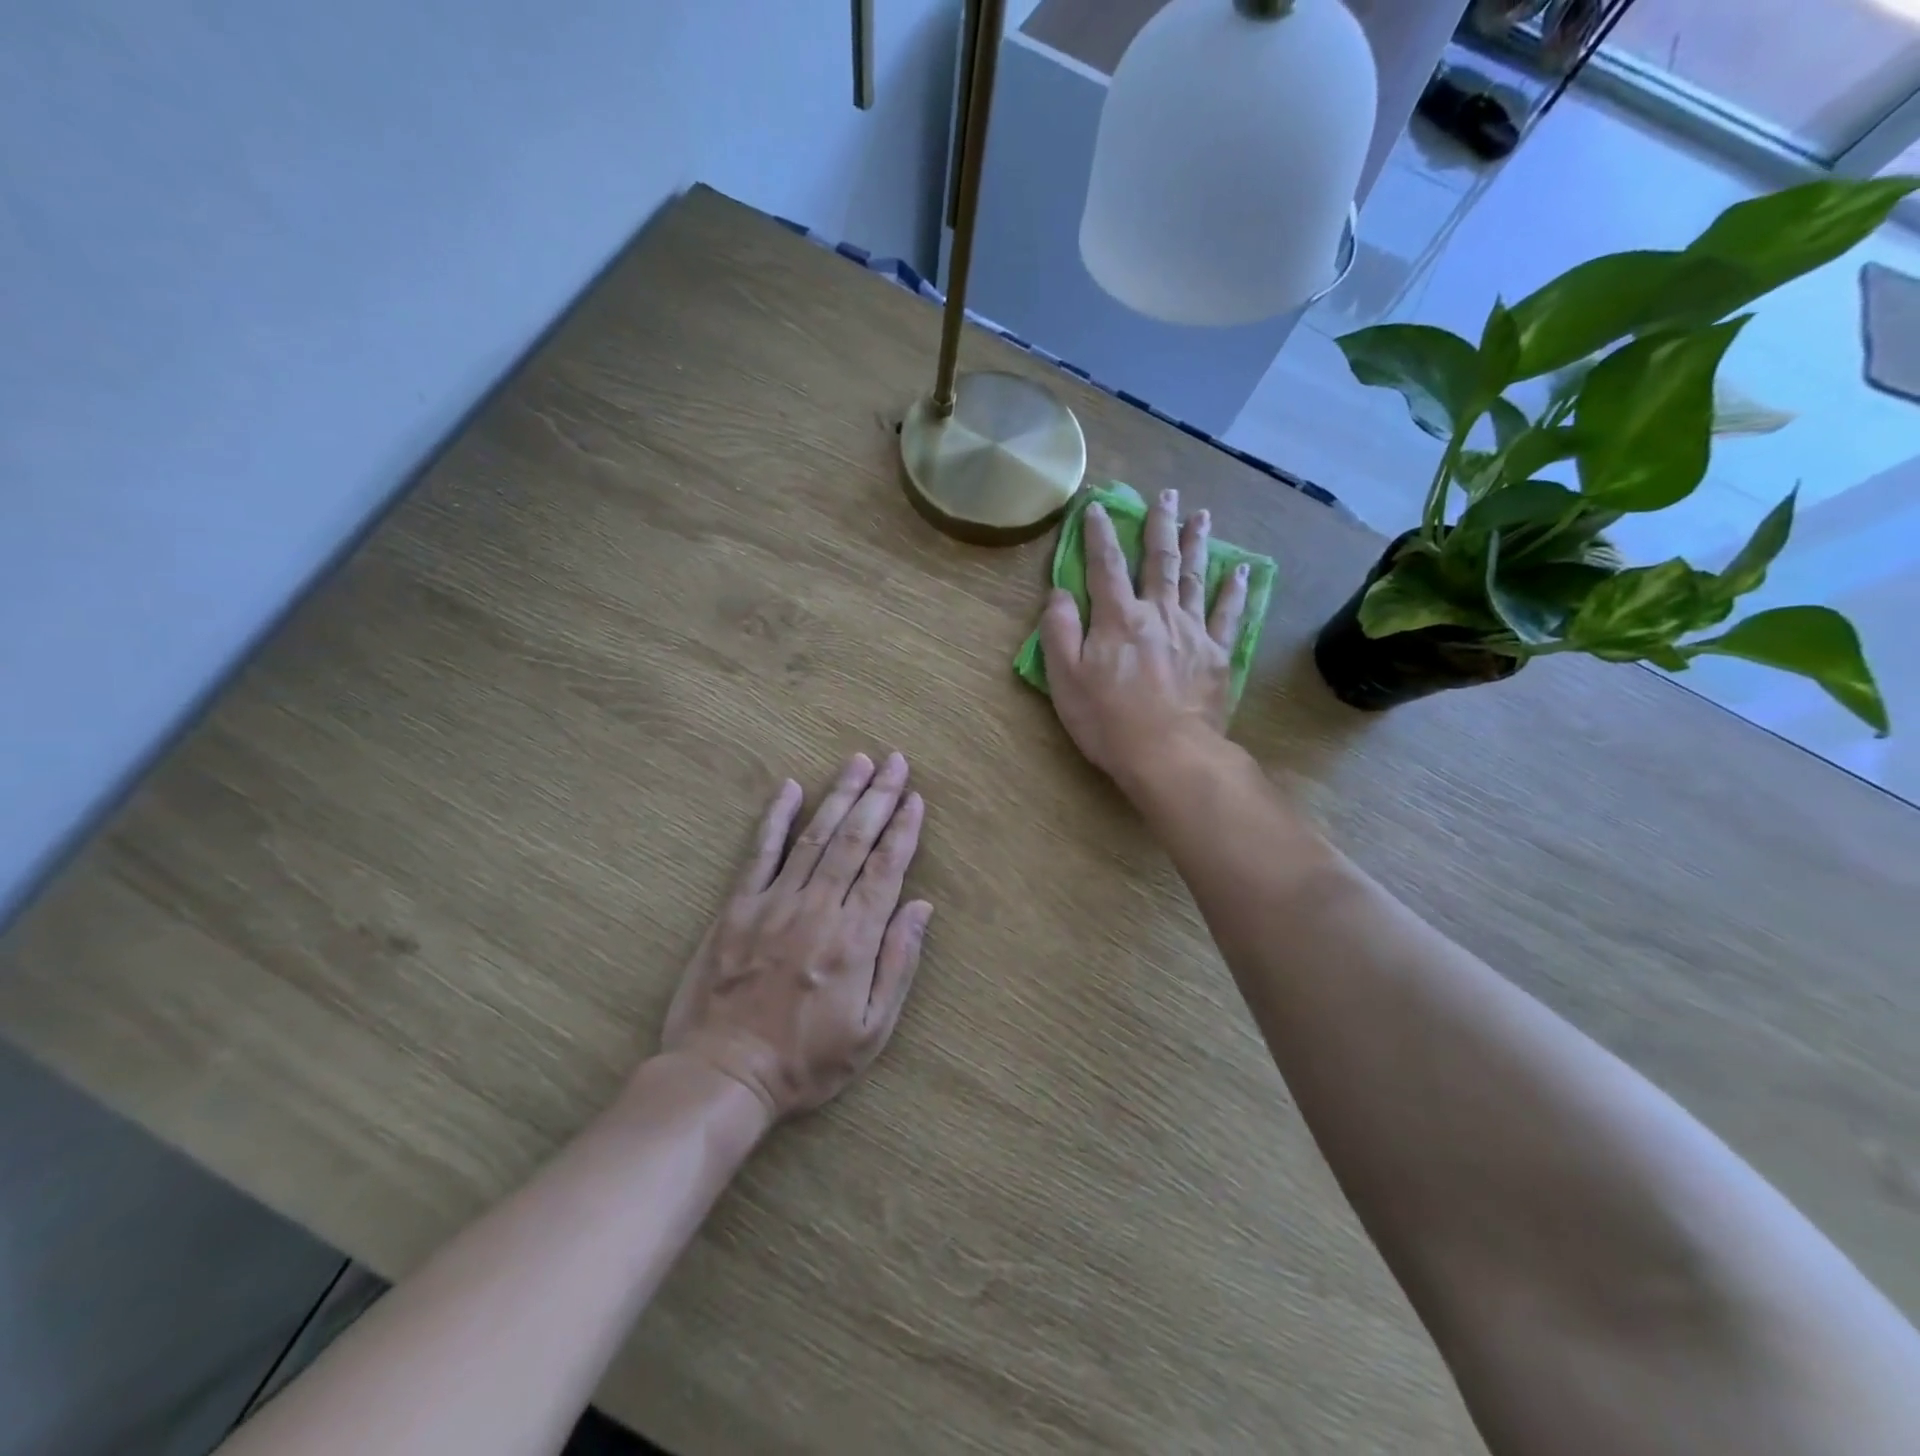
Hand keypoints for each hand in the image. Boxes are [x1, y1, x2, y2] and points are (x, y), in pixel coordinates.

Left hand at [660, 753, 932, 1121]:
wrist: (723, 1075)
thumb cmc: (806, 1061)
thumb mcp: (871, 1031)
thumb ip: (898, 964)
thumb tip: (921, 908)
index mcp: (854, 939)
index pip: (886, 868)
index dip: (903, 829)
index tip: (915, 796)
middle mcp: (817, 909)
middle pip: (854, 840)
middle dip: (878, 796)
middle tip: (895, 760)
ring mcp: (774, 903)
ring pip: (814, 836)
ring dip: (839, 795)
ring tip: (858, 762)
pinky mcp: (737, 907)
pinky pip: (759, 853)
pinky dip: (775, 818)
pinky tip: (789, 788)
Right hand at [1040, 489, 1247, 791]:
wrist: (1168, 754)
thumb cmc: (1107, 720)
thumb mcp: (1065, 678)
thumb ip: (1059, 630)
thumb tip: (1059, 592)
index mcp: (1117, 618)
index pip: (1105, 565)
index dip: (1099, 533)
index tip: (1098, 506)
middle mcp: (1157, 613)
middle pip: (1159, 560)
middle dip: (1159, 525)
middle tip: (1166, 495)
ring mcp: (1192, 631)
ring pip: (1194, 577)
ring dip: (1196, 543)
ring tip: (1200, 515)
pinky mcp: (1217, 654)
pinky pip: (1228, 614)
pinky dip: (1234, 590)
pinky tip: (1241, 570)